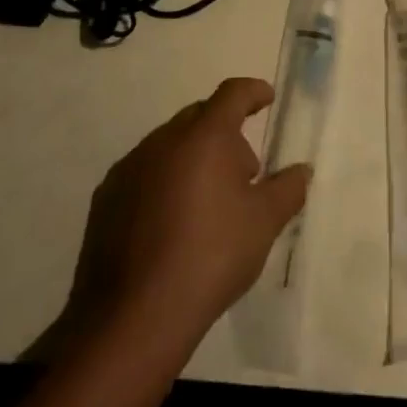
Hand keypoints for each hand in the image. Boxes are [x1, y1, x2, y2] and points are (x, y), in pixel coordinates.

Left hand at [69, 78, 310, 355]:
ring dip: (193, 158)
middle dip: (225, 133)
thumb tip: (301, 170)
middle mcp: (163, 140)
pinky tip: (172, 222)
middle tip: (244, 171)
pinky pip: (144, 173)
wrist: (135, 315)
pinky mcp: (106, 198)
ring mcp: (129, 167)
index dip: (253, 92)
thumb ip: (287, 189)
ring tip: (208, 202)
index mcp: (204, 136)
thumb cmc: (211, 255)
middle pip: (200, 117)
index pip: (232, 94)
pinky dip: (164, 182)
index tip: (266, 98)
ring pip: (170, 145)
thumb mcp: (264, 223)